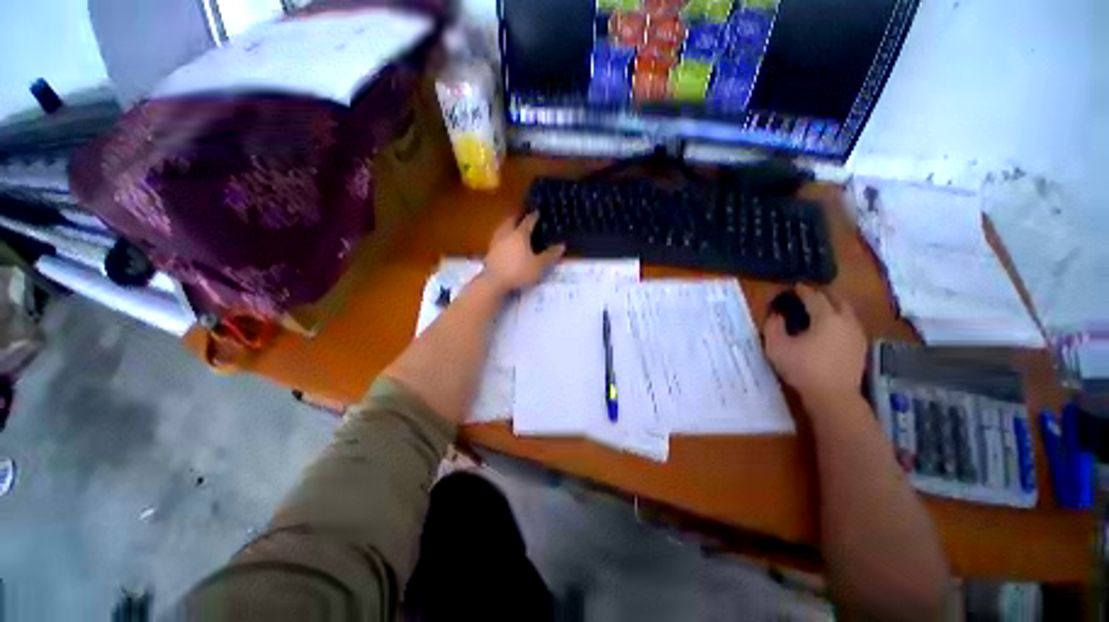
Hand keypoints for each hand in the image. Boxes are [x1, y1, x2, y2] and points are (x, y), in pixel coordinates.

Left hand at [482, 213, 565, 291]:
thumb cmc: (519, 272)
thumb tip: (562, 245)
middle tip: (524, 216)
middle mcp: (507, 233)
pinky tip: (505, 242)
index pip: (528, 221)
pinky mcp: (490, 251)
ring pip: (502, 227)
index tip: (538, 212)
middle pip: (511, 220)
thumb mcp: (539, 266)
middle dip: (518, 217)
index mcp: (520, 234)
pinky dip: (503, 236)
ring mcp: (496, 241)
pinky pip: (498, 237)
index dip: (534, 216)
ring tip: (513, 227)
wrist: (494, 282)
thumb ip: (550, 255)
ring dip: (508, 225)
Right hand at [764, 285, 866, 404]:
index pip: (814, 297)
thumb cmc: (802, 368)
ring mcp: (857, 334)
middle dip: (824, 294)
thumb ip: (773, 326)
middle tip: (809, 295)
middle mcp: (846, 321)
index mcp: (826, 317)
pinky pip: (851, 324)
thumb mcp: (777, 346)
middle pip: (838, 299)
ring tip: (820, 310)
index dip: (803, 290)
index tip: (794, 286)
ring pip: (847, 312)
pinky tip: (831, 329)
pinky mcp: (861, 348)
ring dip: (834, 306)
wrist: (833, 396)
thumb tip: (777, 315)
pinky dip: (840, 320)